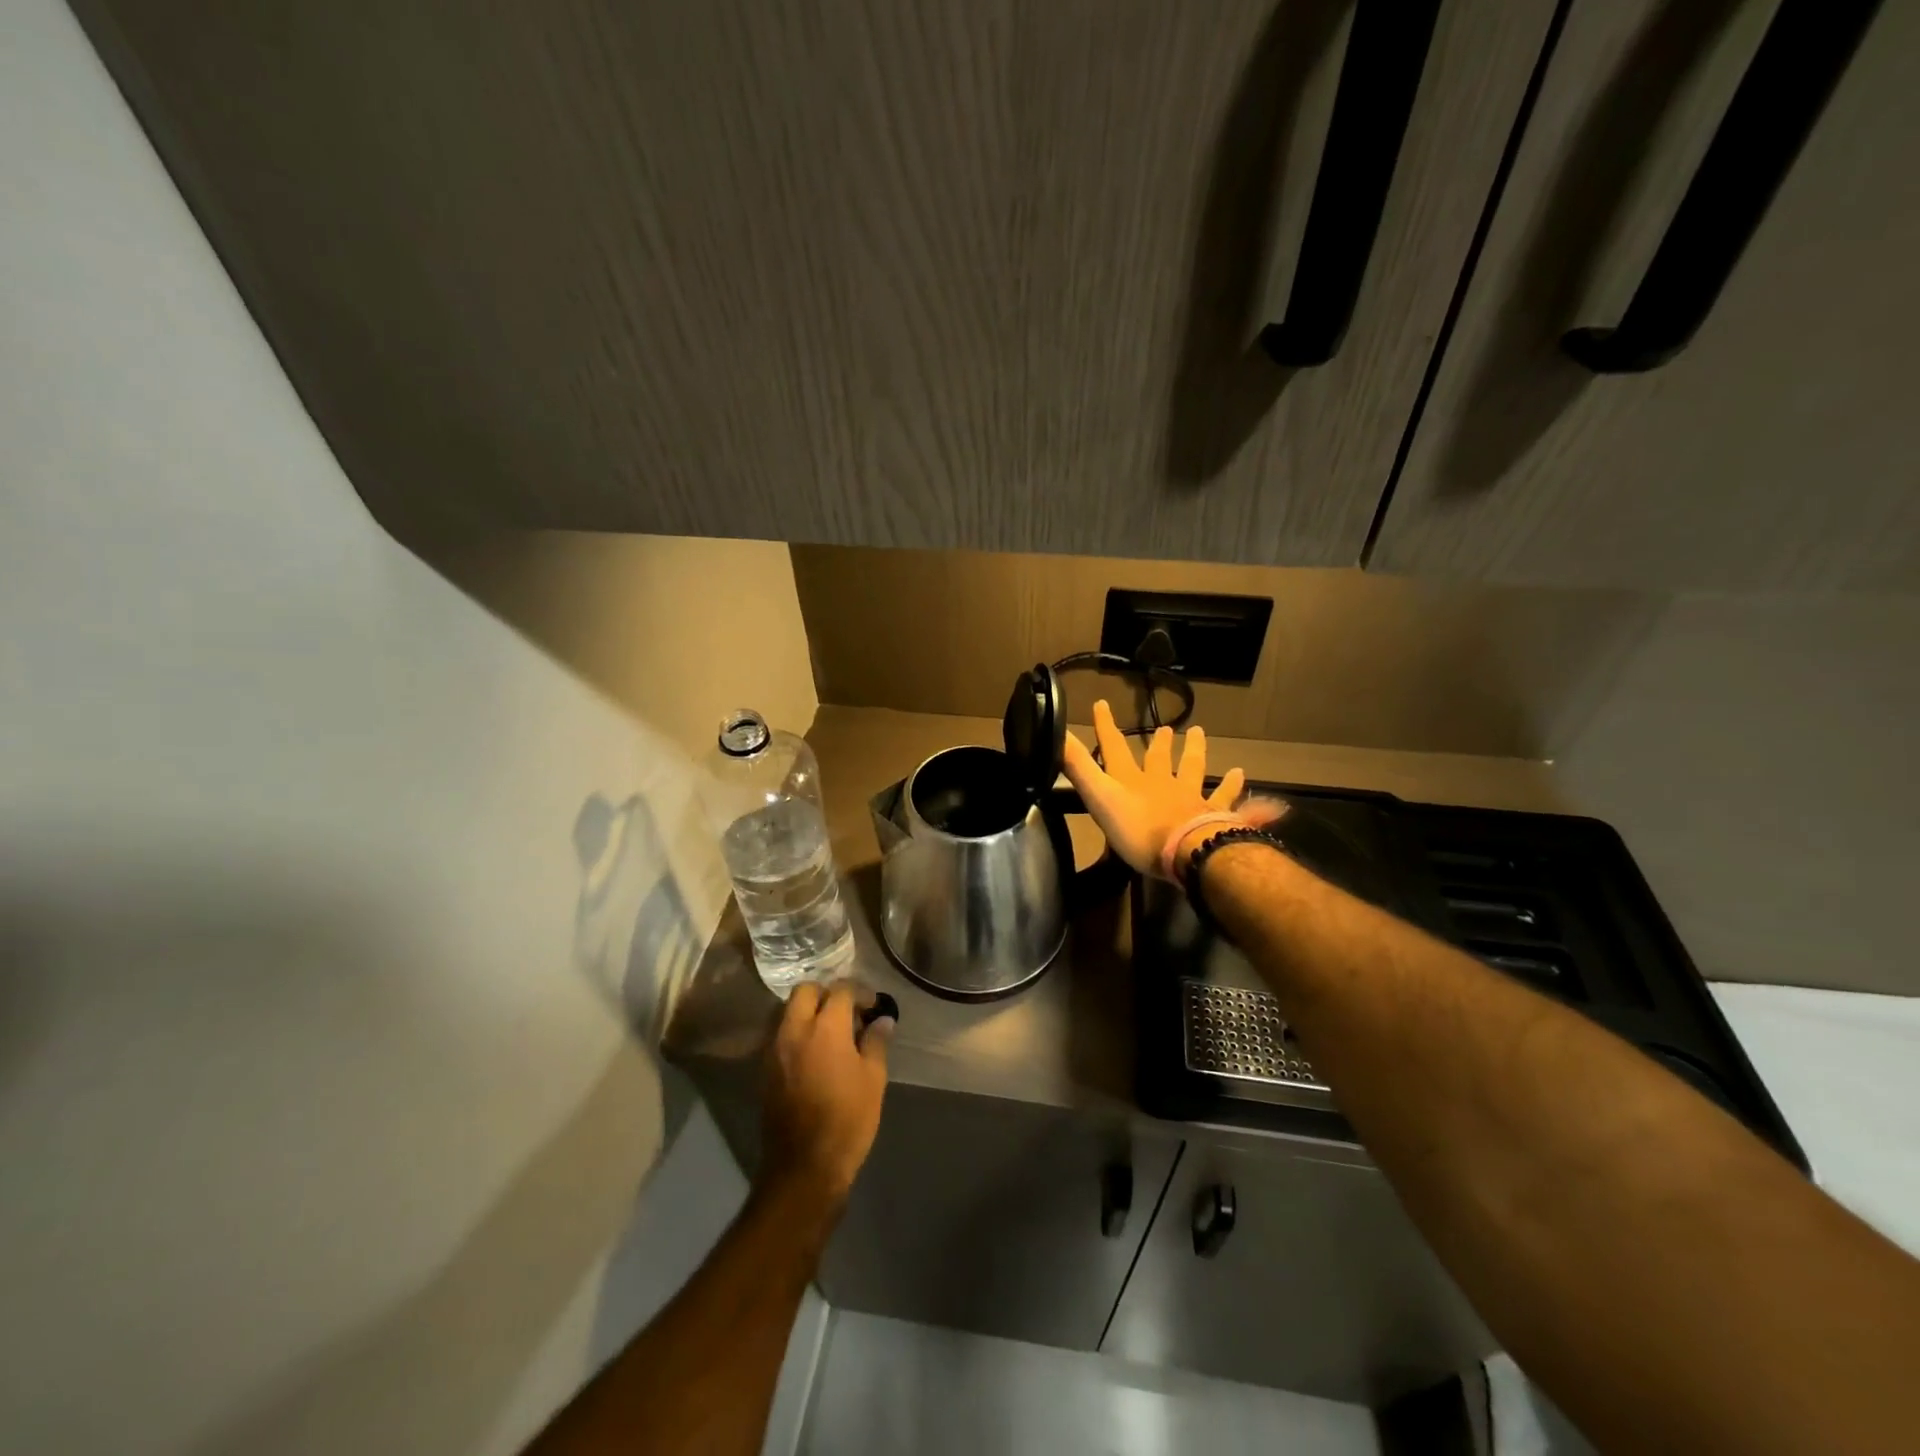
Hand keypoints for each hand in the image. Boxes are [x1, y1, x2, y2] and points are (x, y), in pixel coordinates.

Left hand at [759, 981, 892, 1206]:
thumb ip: (876, 1042)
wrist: (804, 1167)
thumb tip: (883, 1020)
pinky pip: (782, 1035)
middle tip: (848, 1012)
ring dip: (810, 1012)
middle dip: (828, 993)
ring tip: (833, 1033)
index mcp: (825, 1028)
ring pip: (789, 1011)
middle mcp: (795, 1030)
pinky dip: (798, 1032)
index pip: (841, 990)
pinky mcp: (766, 1069)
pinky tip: (816, 1053)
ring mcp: (775, 1049)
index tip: (873, 1005)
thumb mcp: (873, 1079)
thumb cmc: (847, 1120)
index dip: (860, 992)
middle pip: (806, 991)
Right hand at [1062, 700, 1281, 877]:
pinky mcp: (1216, 816)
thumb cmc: (1138, 829)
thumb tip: (1056, 733)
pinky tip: (1246, 781)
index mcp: (1133, 780)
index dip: (1105, 727)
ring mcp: (1192, 798)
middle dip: (1159, 743)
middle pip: (1161, 758)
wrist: (1188, 850)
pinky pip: (1229, 801)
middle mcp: (1163, 783)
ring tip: (1200, 735)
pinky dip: (1236, 791)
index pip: (1115, 747)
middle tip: (1165, 728)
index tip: (1101, 704)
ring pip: (1195, 770)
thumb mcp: (1099, 797)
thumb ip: (1079, 768)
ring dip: (1196, 753)